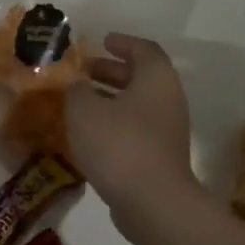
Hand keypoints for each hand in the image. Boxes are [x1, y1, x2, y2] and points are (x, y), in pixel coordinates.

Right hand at [64, 33, 194, 216]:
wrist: (153, 203)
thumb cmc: (119, 144)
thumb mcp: (84, 110)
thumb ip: (76, 91)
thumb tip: (77, 86)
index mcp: (156, 78)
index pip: (143, 49)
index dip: (122, 43)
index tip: (103, 41)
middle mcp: (168, 99)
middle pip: (141, 76)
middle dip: (111, 71)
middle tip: (84, 71)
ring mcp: (168, 130)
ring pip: (137, 104)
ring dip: (110, 99)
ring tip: (80, 101)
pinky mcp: (161, 157)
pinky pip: (136, 129)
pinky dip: (115, 123)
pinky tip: (89, 134)